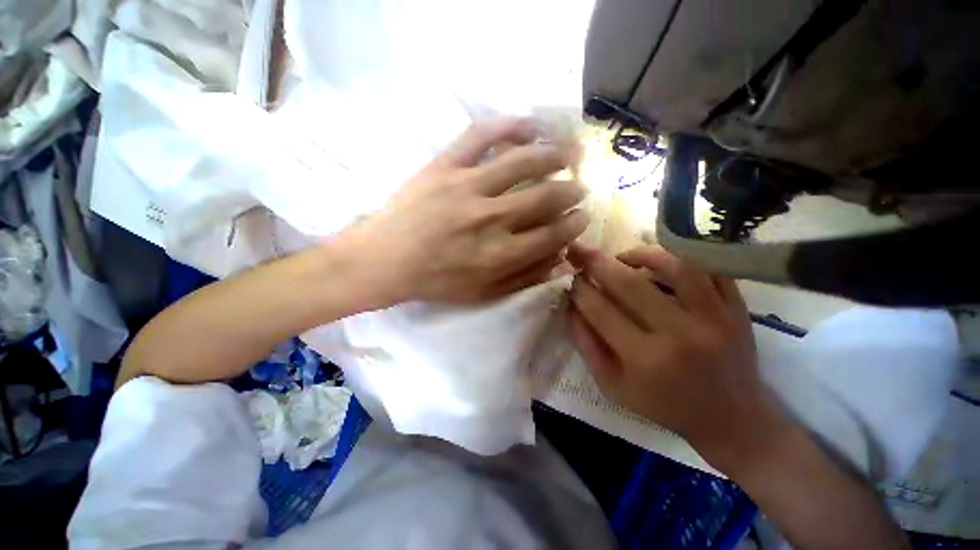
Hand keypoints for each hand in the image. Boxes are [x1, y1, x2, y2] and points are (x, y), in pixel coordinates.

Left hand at [339, 117, 588, 305]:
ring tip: (566, 154)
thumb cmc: (435, 282)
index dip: (574, 224)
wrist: (384, 261)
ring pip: (523, 161)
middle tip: (579, 187)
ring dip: (553, 155)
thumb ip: (524, 278)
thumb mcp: (482, 294)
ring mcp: (467, 187)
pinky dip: (508, 125)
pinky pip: (480, 136)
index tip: (583, 216)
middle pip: (545, 197)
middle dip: (571, 191)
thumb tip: (561, 262)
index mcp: (499, 254)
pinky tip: (528, 124)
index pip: (553, 234)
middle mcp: (490, 219)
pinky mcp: (444, 166)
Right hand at [567, 243, 789, 468]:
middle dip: (597, 263)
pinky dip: (682, 257)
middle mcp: (680, 334)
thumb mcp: (613, 385)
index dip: (579, 289)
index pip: (600, 310)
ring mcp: (714, 318)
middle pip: (630, 284)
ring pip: (675, 266)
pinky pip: (709, 268)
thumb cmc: (664, 405)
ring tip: (623, 257)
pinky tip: (662, 259)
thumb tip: (570, 307)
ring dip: (641, 254)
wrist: (732, 417)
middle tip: (581, 252)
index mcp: (644, 359)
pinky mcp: (736, 309)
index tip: (570, 278)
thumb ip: (587, 345)